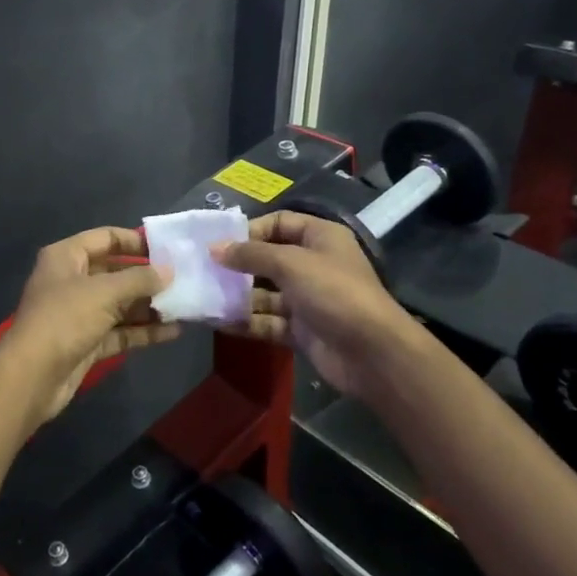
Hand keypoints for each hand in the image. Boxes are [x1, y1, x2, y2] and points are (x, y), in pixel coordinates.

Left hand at [5, 227, 180, 422]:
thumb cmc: (65, 318)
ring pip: (120, 304)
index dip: (135, 241)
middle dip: (147, 278)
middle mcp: (71, 281)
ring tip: (185, 306)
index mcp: (66, 257)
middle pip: (115, 272)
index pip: (105, 238)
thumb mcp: (105, 292)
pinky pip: (120, 331)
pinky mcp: (87, 342)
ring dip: (149, 306)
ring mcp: (79, 313)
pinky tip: (173, 332)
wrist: (32, 376)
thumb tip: (168, 271)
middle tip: (183, 280)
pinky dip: (143, 331)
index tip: (167, 249)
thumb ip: (139, 279)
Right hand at [213, 211, 418, 399]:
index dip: (250, 231)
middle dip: (238, 266)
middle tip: (204, 271)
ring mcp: (308, 299)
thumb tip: (214, 248)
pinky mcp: (302, 330)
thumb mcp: (290, 263)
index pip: (279, 223)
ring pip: (265, 293)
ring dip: (238, 296)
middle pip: (268, 259)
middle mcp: (313, 265)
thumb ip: (250, 254)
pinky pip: (268, 321)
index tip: (220, 243)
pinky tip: (220, 323)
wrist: (372, 353)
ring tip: (205, 298)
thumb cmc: (333, 292)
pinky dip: (247, 322)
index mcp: (319, 238)